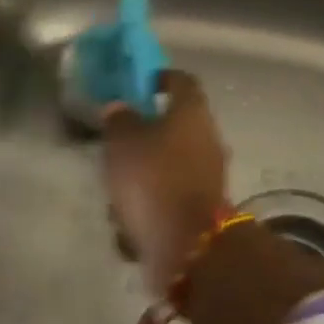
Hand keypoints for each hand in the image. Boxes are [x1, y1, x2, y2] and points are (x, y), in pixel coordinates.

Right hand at [103, 72, 231, 295]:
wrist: (189, 245)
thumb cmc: (154, 179)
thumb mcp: (123, 142)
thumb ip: (119, 120)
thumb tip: (121, 107)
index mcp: (192, 110)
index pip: (181, 80)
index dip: (159, 78)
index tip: (137, 86)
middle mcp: (207, 136)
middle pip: (173, 126)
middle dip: (143, 139)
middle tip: (115, 148)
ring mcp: (208, 173)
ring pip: (167, 166)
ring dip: (142, 180)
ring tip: (116, 198)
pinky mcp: (202, 207)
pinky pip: (169, 198)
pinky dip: (150, 209)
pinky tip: (129, 228)